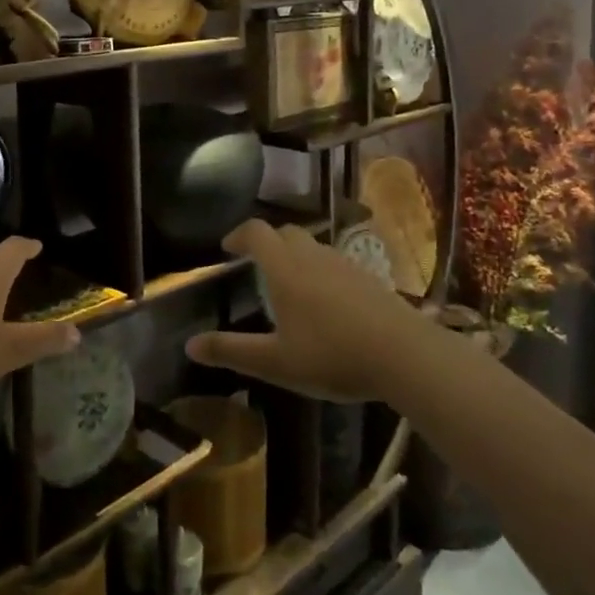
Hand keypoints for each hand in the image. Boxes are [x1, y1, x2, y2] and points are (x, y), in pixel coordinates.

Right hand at [185, 221, 418, 401]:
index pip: (257, 233)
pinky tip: (327, 302)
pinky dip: (321, 270)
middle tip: (256, 264)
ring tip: (289, 285)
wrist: (405, 355)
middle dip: (267, 242)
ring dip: (295, 255)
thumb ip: (232, 351)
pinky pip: (335, 263)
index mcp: (285, 270)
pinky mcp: (369, 279)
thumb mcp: (276, 362)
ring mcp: (345, 265)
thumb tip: (189, 345)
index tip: (227, 248)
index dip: (239, 234)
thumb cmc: (332, 356)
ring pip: (313, 246)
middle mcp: (313, 257)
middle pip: (286, 232)